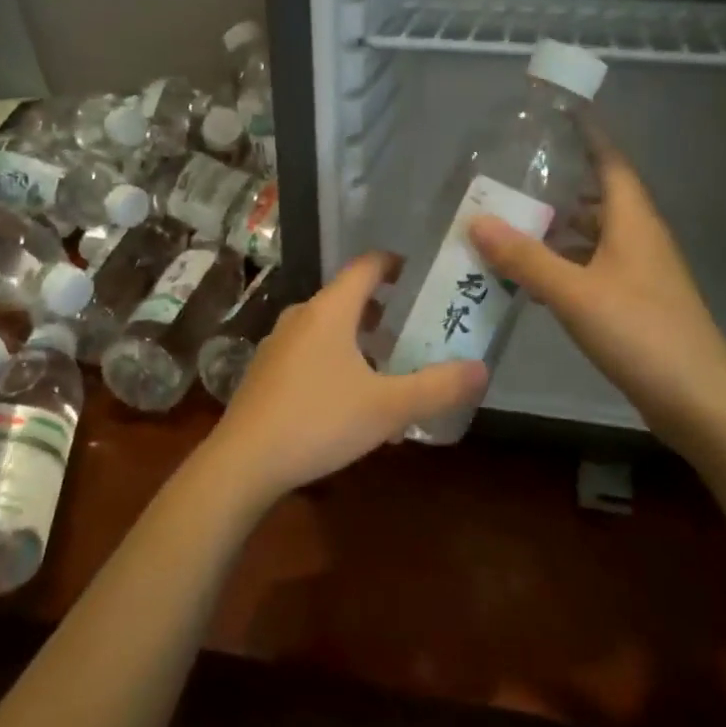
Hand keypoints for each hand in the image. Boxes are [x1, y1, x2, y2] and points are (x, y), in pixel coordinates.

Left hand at [201, 252, 487, 503]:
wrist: (243, 463)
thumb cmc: (320, 421)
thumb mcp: (388, 407)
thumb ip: (438, 387)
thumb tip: (482, 368)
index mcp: (330, 310)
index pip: (367, 265)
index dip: (397, 264)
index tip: (423, 277)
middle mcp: (301, 316)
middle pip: (349, 299)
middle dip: (385, 312)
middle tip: (418, 331)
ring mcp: (278, 344)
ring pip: (329, 330)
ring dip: (362, 342)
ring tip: (391, 370)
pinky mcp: (266, 372)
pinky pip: (311, 354)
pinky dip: (338, 362)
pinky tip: (351, 402)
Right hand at [467, 138, 725, 458]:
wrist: (698, 401)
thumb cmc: (640, 333)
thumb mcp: (575, 292)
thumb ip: (525, 257)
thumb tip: (476, 220)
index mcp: (634, 222)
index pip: (611, 162)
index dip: (588, 135)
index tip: (556, 115)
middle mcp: (640, 239)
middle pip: (599, 196)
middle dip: (561, 183)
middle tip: (513, 174)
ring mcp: (640, 273)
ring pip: (595, 235)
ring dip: (559, 227)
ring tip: (512, 221)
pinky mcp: (635, 303)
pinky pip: (594, 267)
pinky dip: (565, 263)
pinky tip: (533, 276)